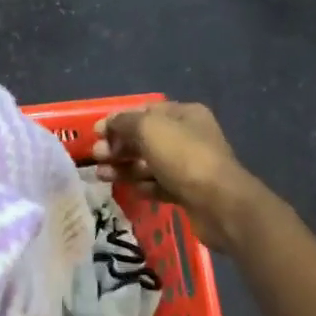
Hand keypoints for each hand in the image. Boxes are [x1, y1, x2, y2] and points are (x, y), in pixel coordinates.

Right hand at [91, 101, 259, 251]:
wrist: (219, 203)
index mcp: (184, 114)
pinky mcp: (188, 192)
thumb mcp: (149, 129)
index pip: (146, 111)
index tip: (96, 133)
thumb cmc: (183, 157)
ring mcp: (189, 166)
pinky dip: (143, 186)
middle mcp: (189, 136)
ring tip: (101, 175)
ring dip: (125, 167)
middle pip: (146, 138)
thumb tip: (108, 124)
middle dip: (119, 146)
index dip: (119, 120)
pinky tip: (130, 189)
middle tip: (97, 156)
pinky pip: (159, 184)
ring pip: (150, 163)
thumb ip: (124, 122)